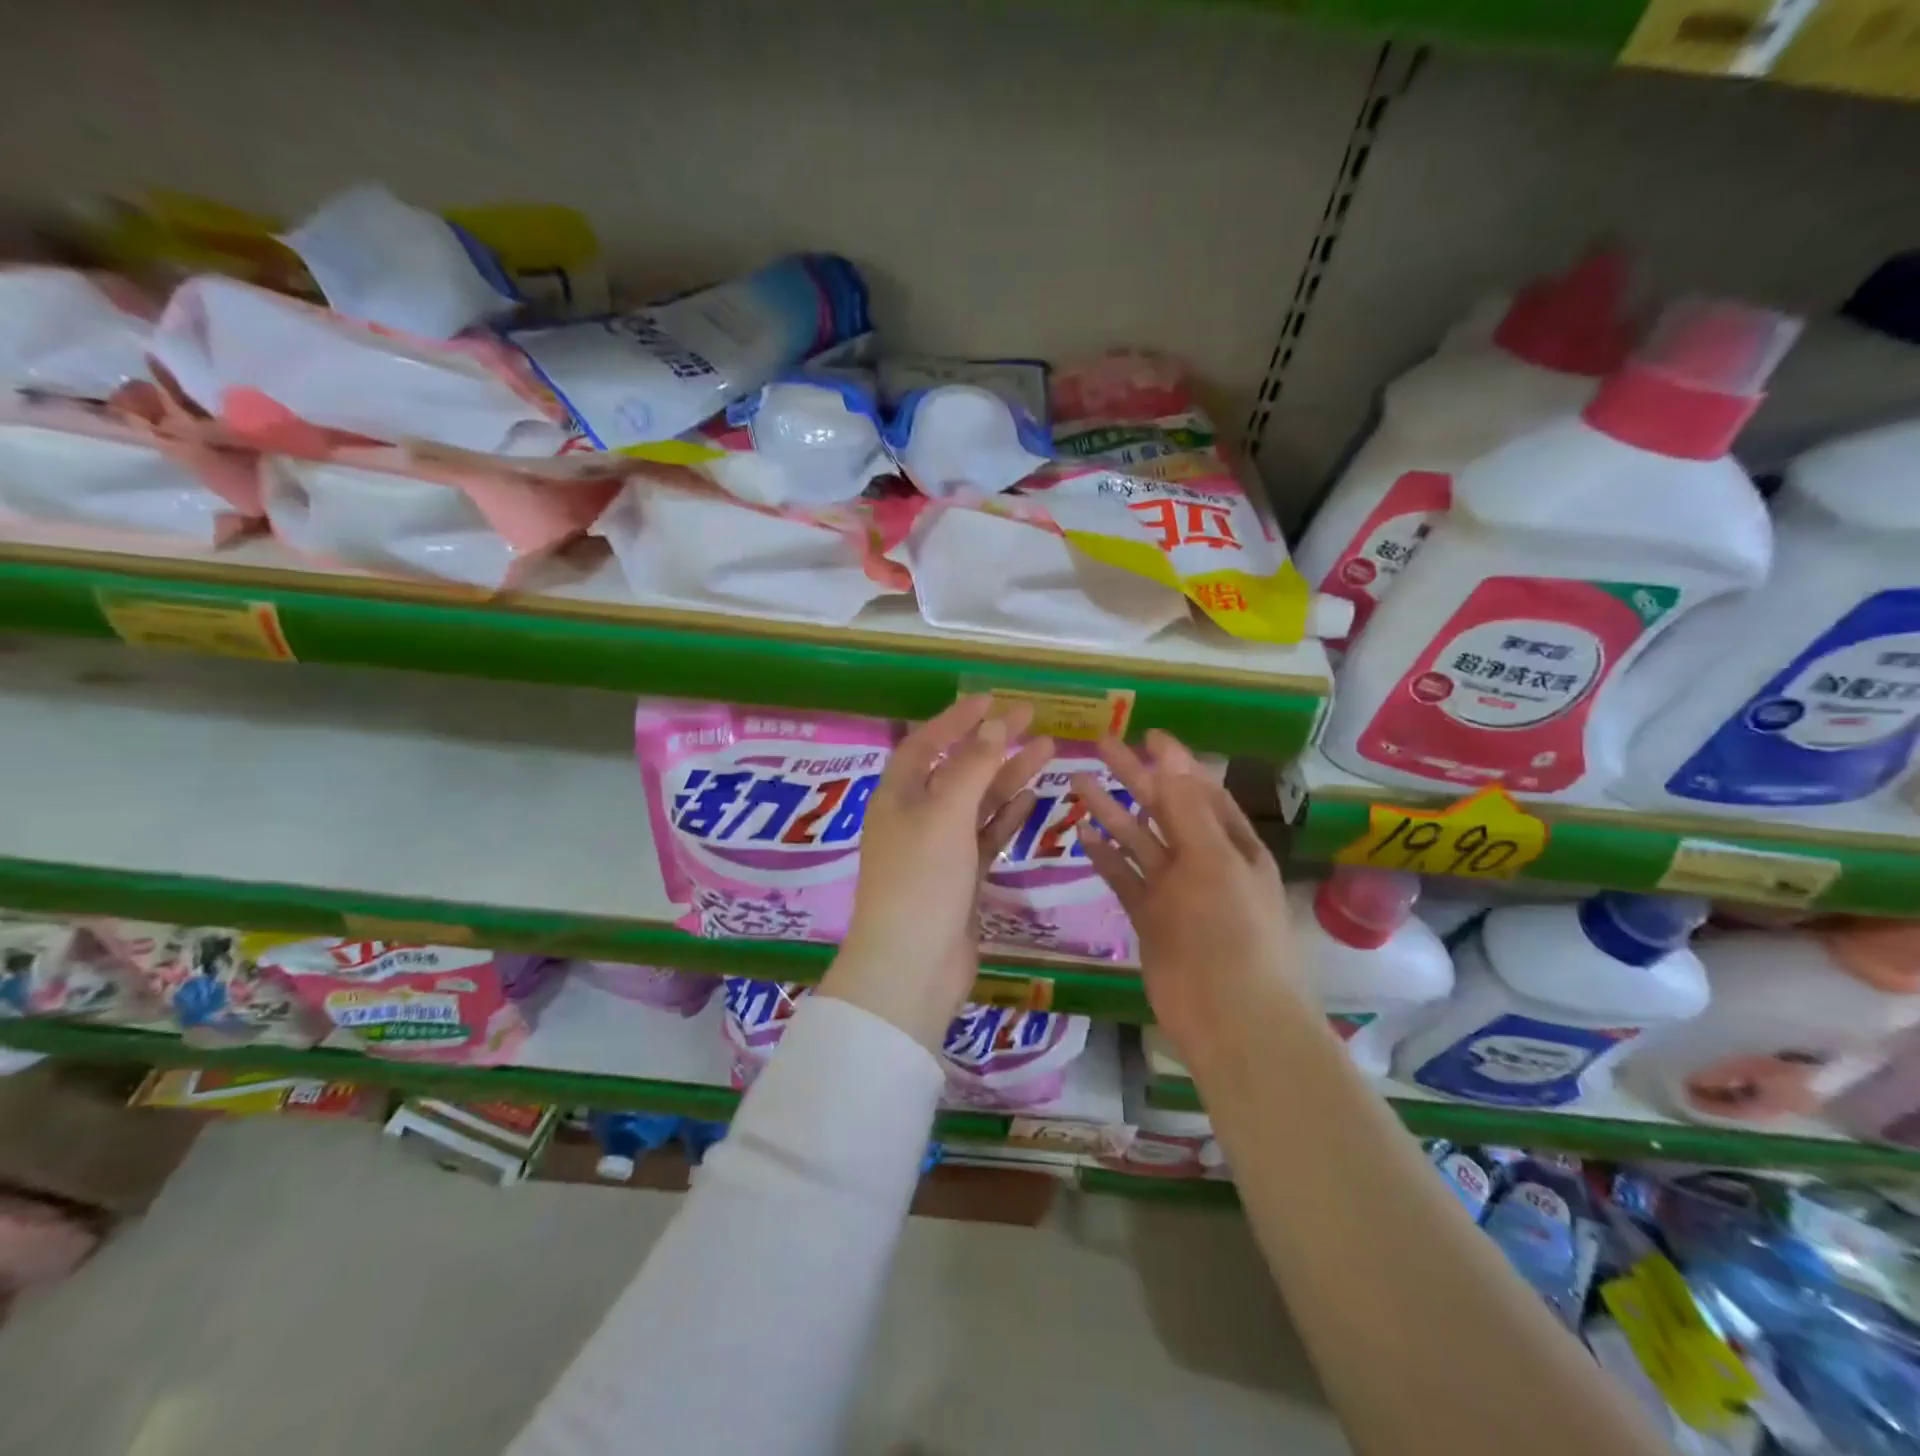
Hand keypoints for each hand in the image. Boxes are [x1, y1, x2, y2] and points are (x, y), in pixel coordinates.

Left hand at [823, 696, 1053, 1047]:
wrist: (912, 966)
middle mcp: (915, 816)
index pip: (926, 742)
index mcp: (897, 795)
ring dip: (1009, 776)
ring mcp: (939, 849)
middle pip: (957, 768)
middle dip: (993, 742)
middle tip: (1033, 717)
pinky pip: (986, 836)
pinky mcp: (961, 878)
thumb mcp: (945, 812)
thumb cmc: (921, 879)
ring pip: (978, 802)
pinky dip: (1007, 816)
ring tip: (1048, 749)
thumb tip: (996, 722)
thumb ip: (973, 765)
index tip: (992, 699)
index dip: (957, 719)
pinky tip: (1033, 797)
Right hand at [1071, 730, 1302, 1060]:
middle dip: (1134, 776)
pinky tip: (1082, 834)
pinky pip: (1124, 878)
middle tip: (1099, 746)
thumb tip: (1170, 754)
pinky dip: (1106, 856)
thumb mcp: (1213, 860)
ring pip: (1138, 841)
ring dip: (1112, 812)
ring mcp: (1174, 891)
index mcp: (1231, 843)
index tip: (1145, 733)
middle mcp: (1203, 861)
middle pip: (1163, 808)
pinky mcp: (1150, 918)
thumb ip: (1187, 809)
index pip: (1198, 789)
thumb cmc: (1231, 930)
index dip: (1173, 761)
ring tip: (1078, 782)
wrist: (1230, 1016)